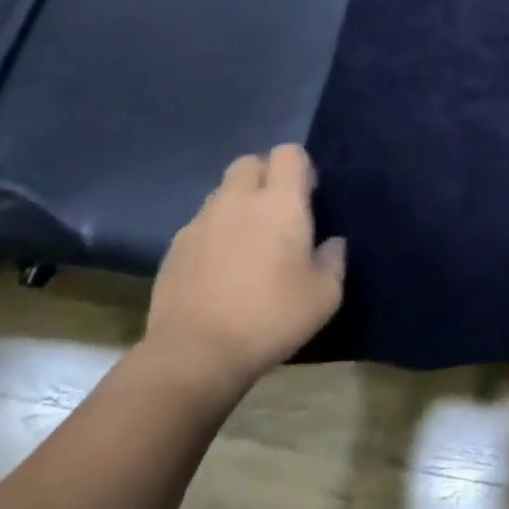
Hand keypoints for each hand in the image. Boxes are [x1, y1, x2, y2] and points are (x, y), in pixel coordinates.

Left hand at [143, 145, 345, 397]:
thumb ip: (334, 260)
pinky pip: (200, 224)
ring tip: (247, 240)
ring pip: (222, 192)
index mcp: (280, 202)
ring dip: (238, 204)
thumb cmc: (270, 318)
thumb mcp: (325, 296)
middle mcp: (238, 200)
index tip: (308, 195)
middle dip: (265, 176)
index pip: (289, 153)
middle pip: (250, 162)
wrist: (195, 355)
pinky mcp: (175, 247)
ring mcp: (201, 221)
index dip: (300, 167)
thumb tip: (332, 243)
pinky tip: (219, 267)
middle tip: (277, 211)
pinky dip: (214, 233)